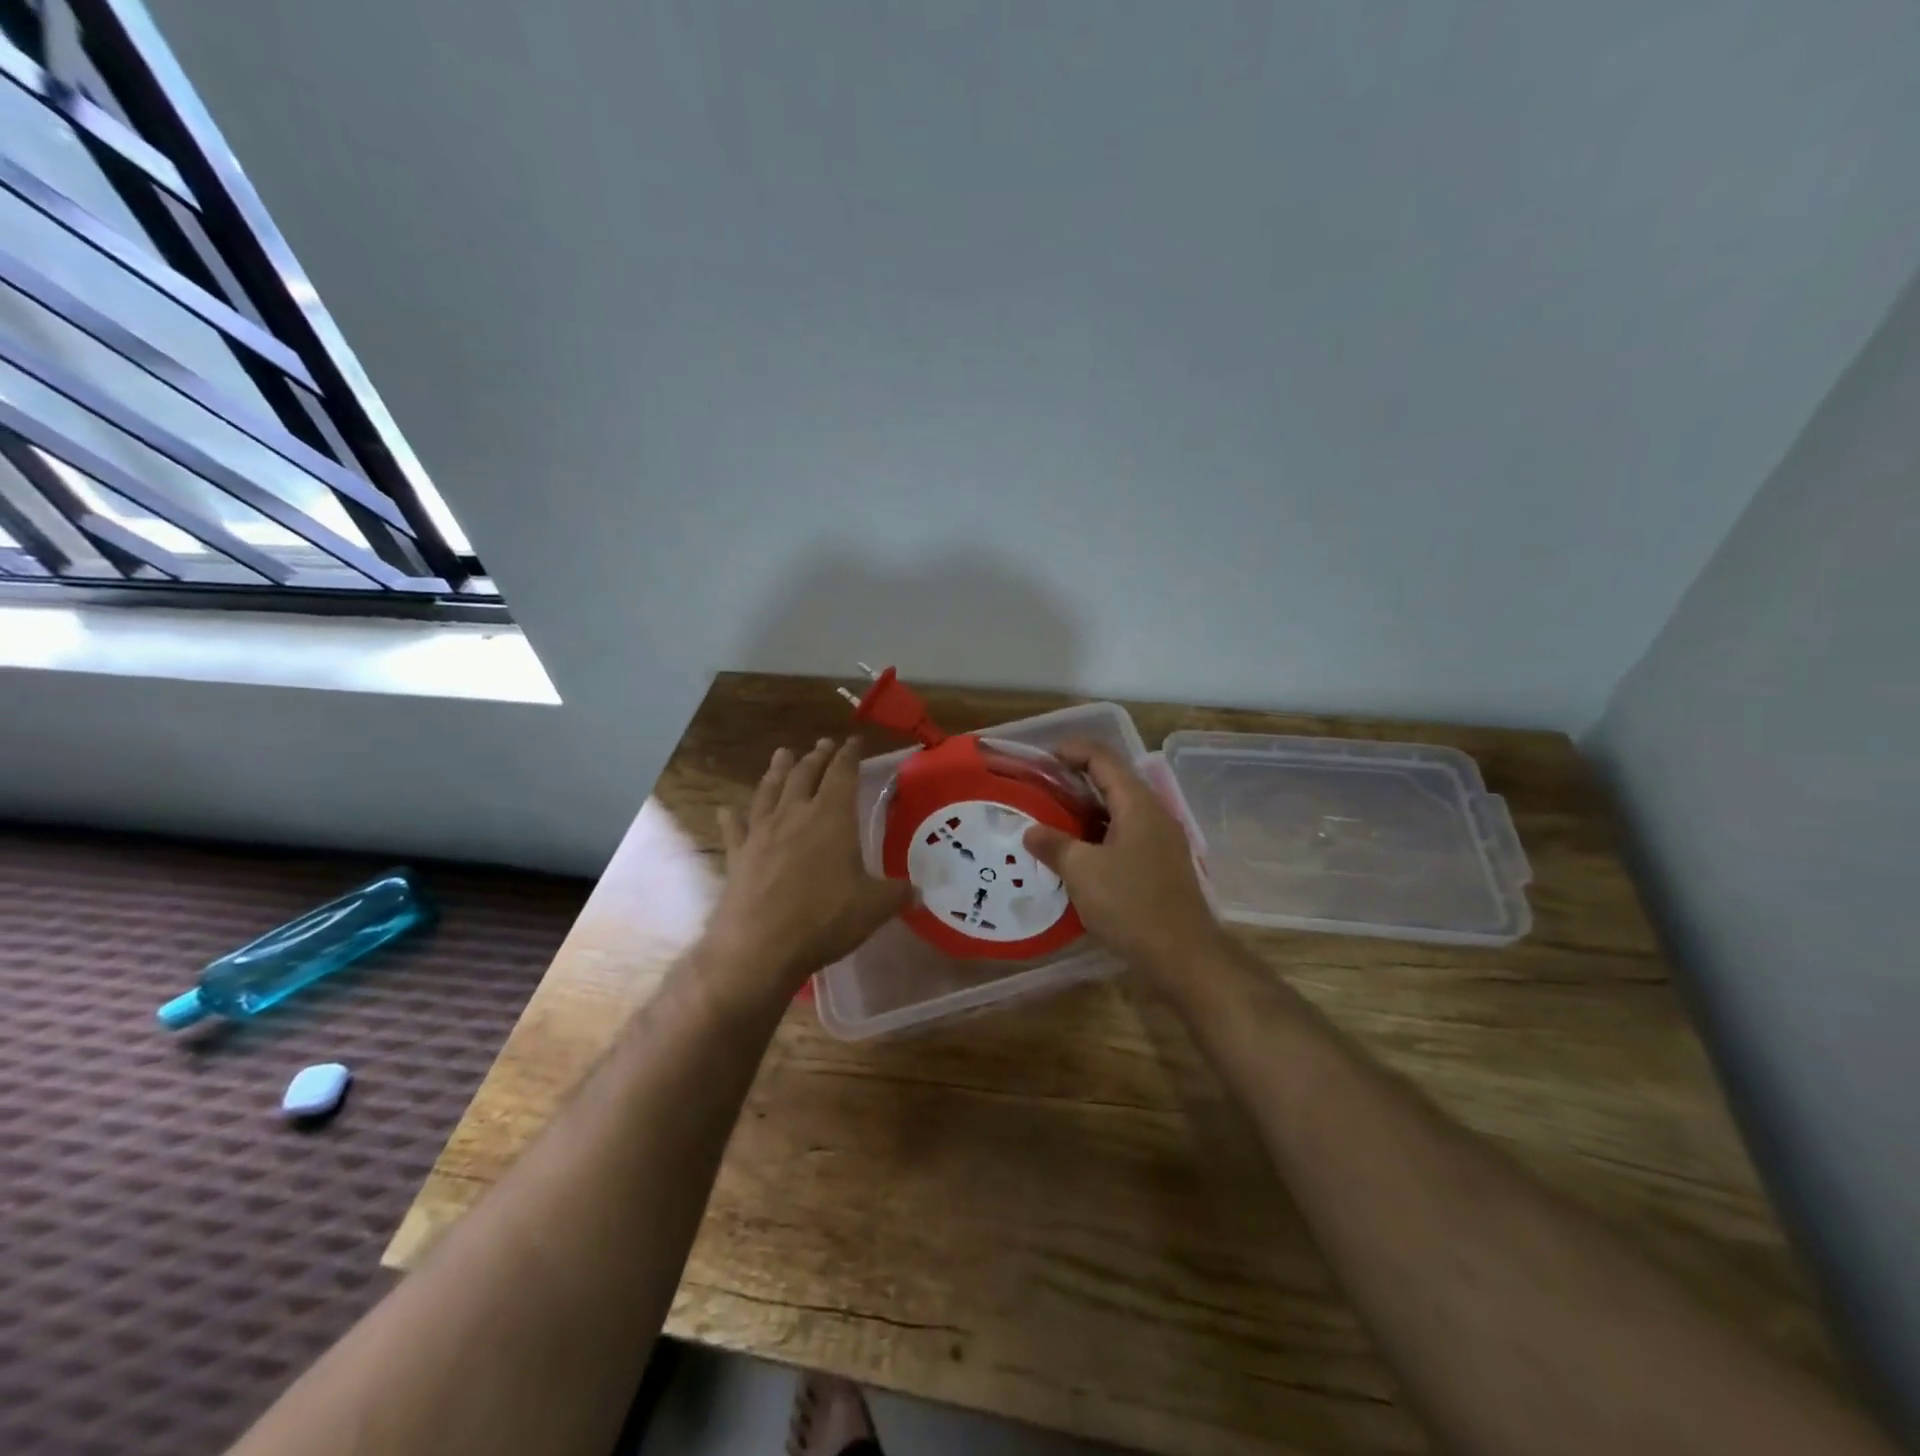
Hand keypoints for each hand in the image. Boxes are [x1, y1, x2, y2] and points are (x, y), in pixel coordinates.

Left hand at [704, 737, 910, 1008]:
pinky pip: (734, 827)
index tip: (855, 741)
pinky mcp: (738, 854)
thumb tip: (921, 891)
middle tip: (822, 745)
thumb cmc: (824, 918)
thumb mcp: (874, 907)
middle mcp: (795, 814)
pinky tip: (727, 809)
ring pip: (770, 790)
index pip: (843, 772)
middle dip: (817, 757)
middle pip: (805, 774)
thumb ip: (899, 894)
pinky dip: (732, 816)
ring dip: (778, 770)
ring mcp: (762, 832)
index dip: (850, 754)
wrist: (759, 946)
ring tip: (783, 754)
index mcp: (832, 816)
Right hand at [1023, 739, 1224, 984]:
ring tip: (1050, 818)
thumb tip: (1031, 831)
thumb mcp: (1081, 872)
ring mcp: (1160, 840)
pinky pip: (1124, 834)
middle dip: (1074, 779)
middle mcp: (1153, 813)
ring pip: (1118, 810)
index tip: (1041, 757)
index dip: (1071, 750)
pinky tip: (1075, 852)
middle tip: (1039, 788)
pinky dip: (1097, 833)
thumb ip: (1053, 845)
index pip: (1102, 757)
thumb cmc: (1131, 904)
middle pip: (1112, 780)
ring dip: (1085, 809)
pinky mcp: (1160, 864)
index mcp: (1137, 803)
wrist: (1183, 955)